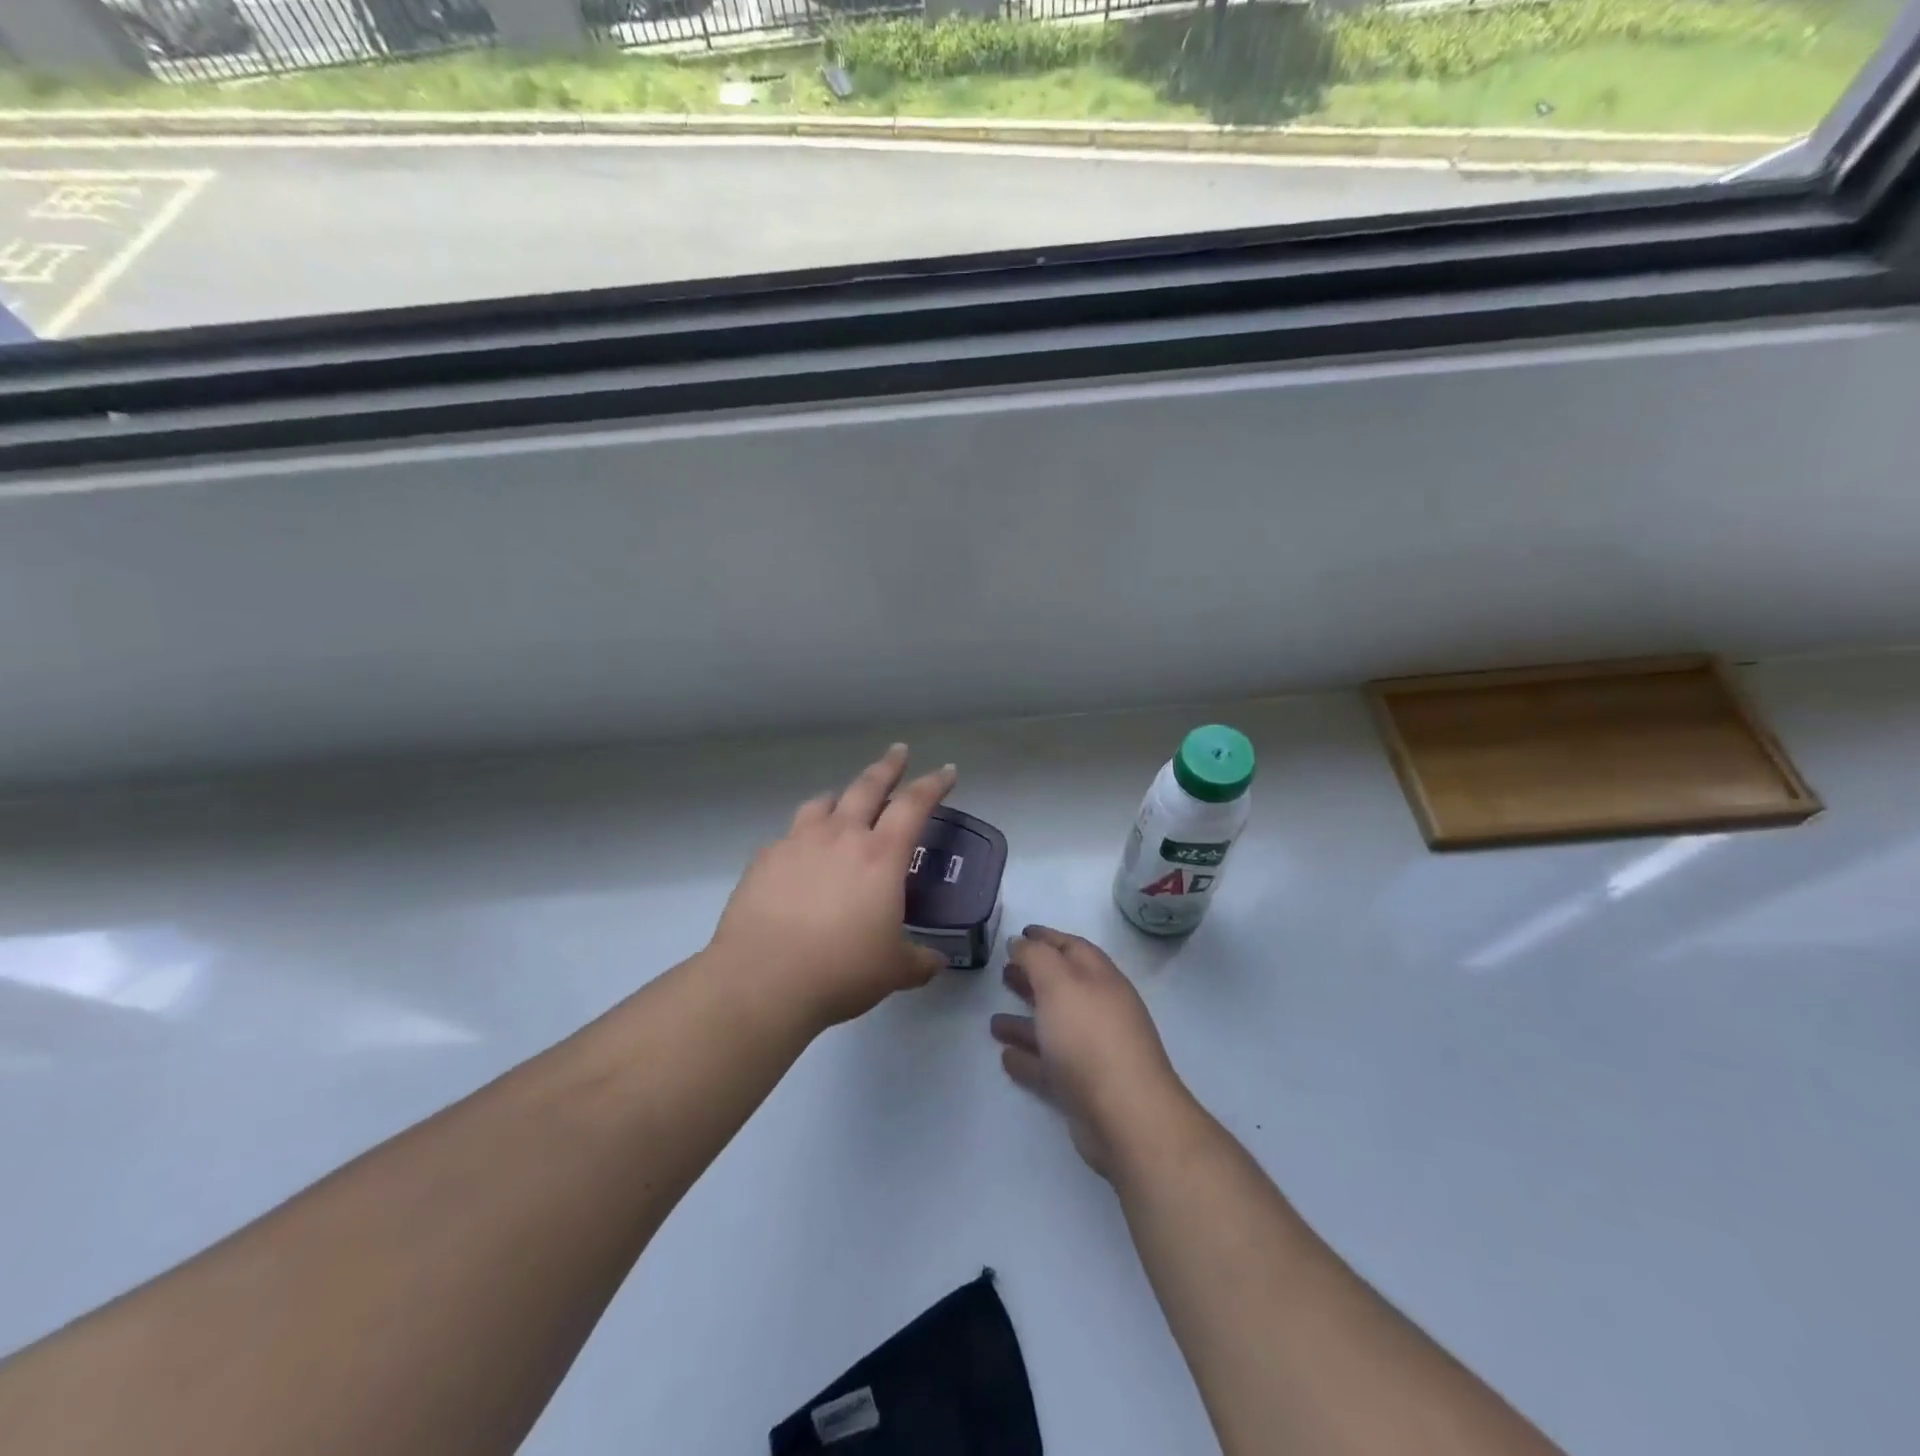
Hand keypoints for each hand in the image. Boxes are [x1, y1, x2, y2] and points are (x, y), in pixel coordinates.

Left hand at [709, 744, 955, 1034]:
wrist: (763, 979)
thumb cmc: (841, 970)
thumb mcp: (893, 970)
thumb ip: (920, 961)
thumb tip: (937, 961)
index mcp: (880, 855)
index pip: (914, 805)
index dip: (933, 784)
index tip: (946, 771)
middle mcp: (840, 837)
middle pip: (867, 787)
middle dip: (887, 766)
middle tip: (898, 751)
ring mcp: (797, 843)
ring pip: (822, 804)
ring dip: (839, 797)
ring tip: (842, 800)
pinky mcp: (764, 859)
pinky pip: (789, 835)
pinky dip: (802, 836)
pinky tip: (800, 856)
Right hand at [991, 925, 1192, 1178]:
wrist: (1126, 1116)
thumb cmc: (1089, 1037)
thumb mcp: (1058, 982)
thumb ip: (1037, 957)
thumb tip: (1021, 942)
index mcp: (1100, 978)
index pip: (1072, 947)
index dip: (1046, 938)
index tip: (1019, 933)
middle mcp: (1100, 1010)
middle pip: (1063, 986)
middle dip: (1034, 977)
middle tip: (1003, 971)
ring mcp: (1094, 1050)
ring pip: (1054, 1027)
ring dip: (1025, 1021)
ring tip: (993, 1021)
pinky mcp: (1085, 1087)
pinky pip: (1050, 1065)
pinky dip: (1029, 1058)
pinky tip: (1006, 1057)